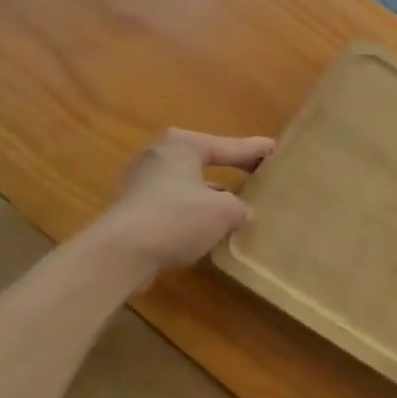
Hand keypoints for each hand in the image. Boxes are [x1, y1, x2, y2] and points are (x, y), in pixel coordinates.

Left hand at [99, 129, 273, 279]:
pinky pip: (173, 205)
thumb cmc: (177, 217)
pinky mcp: (132, 209)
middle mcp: (160, 154)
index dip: (255, 151)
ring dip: (211, 196)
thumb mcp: (223, 211)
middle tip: (257, 176)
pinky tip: (208, 229)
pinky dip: (192, 213)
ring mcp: (141, 182)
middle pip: (205, 162)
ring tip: (237, 208)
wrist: (120, 253)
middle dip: (231, 172)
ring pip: (188, 185)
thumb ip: (240, 207)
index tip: (276, 150)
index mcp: (183, 144)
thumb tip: (244, 212)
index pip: (229, 146)